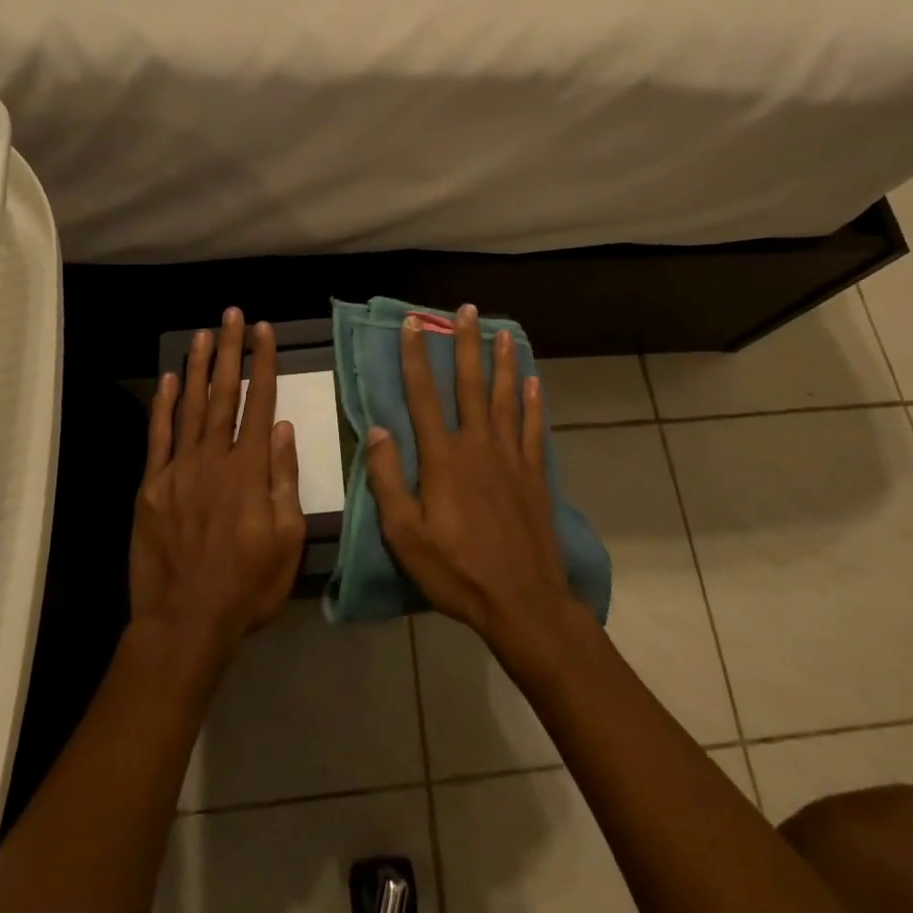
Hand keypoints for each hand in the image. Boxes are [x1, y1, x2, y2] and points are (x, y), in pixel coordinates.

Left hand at [131, 310, 305, 657]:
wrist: (185, 622)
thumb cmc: (247, 586)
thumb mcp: (287, 540)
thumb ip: (284, 480)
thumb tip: (285, 429)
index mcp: (249, 471)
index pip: (259, 404)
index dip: (262, 364)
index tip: (263, 331)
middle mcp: (213, 459)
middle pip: (223, 395)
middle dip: (229, 351)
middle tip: (230, 315)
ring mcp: (178, 471)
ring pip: (190, 407)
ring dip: (198, 367)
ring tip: (203, 333)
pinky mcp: (152, 487)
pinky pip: (158, 437)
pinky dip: (164, 406)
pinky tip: (169, 380)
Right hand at [365, 305, 584, 661]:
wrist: (523, 601)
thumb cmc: (456, 571)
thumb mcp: (405, 534)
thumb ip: (388, 479)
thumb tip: (378, 429)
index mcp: (443, 458)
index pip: (423, 396)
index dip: (416, 357)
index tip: (413, 324)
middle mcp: (478, 446)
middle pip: (469, 385)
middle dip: (465, 345)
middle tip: (465, 310)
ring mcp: (510, 457)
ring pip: (505, 397)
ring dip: (502, 362)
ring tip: (502, 332)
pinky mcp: (534, 473)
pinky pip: (532, 427)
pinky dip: (533, 401)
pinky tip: (533, 381)